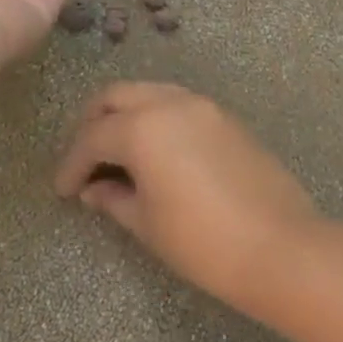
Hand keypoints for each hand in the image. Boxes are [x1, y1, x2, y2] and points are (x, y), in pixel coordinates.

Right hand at [54, 84, 318, 306]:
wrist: (279, 246)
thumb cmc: (202, 241)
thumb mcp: (147, 223)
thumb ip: (114, 198)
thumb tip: (94, 189)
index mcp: (143, 127)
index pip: (92, 138)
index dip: (71, 165)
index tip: (63, 191)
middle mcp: (173, 103)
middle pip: (118, 97)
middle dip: (94, 125)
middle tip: (86, 161)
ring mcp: (206, 108)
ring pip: (152, 95)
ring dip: (128, 118)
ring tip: (120, 158)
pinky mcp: (230, 121)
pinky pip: (182, 108)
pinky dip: (160, 121)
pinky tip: (158, 156)